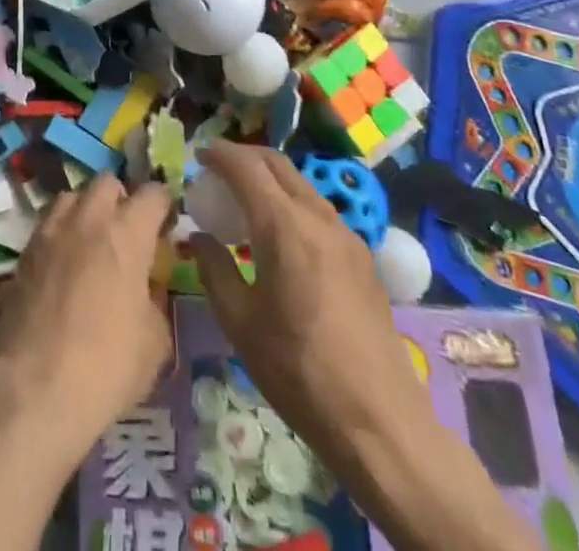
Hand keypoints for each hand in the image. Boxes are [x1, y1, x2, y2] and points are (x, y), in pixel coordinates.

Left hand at [0, 177, 173, 454]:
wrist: (36, 385)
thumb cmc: (107, 365)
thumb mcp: (155, 342)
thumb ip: (155, 300)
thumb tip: (146, 289)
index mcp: (127, 233)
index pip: (153, 193)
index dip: (163, 205)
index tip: (166, 226)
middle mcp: (88, 218)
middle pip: (107, 183)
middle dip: (121, 199)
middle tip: (127, 233)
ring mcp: (51, 230)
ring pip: (72, 196)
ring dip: (86, 210)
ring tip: (92, 244)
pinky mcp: (25, 250)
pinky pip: (48, 223)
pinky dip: (61, 233)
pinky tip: (65, 265)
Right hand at [190, 142, 434, 478]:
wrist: (380, 424)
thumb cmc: (299, 371)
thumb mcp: (240, 322)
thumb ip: (214, 268)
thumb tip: (198, 237)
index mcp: (284, 226)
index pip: (246, 166)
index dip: (219, 153)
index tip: (198, 155)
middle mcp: (318, 218)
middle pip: (277, 164)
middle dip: (244, 157)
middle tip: (218, 171)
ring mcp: (347, 237)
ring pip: (301, 185)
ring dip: (270, 180)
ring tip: (245, 203)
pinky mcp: (363, 259)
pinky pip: (319, 211)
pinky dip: (292, 203)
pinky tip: (281, 237)